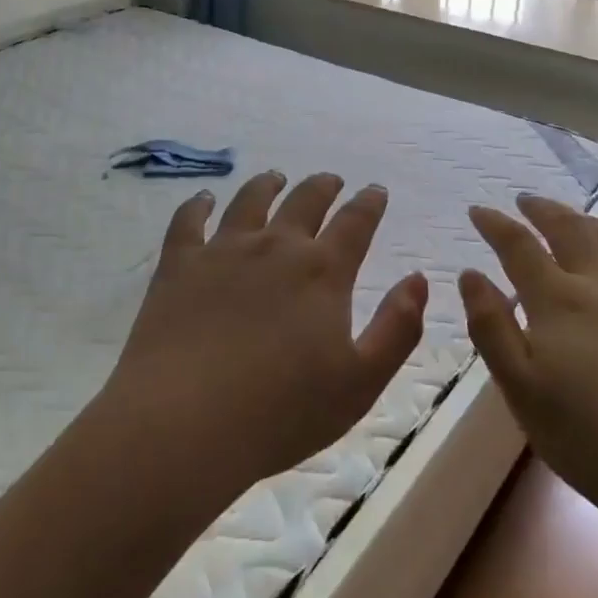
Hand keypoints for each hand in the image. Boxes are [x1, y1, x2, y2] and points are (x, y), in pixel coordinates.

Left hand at [101, 171, 426, 502]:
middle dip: (323, 187)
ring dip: (267, 185)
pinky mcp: (179, 264)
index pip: (355, 223)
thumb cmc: (283, 411)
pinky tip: (203, 198)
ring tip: (274, 177)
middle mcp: (276, 247)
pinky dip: (198, 204)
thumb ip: (397, 328)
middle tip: (331, 180)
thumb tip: (418, 279)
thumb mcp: (361, 382)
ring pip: (250, 201)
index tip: (375, 190)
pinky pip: (189, 220)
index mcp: (322, 272)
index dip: (369, 204)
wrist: (186, 421)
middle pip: (304, 201)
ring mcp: (223, 250)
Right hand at [460, 195, 597, 541]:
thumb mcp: (524, 394)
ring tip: (574, 217)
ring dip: (586, 219)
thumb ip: (492, 330)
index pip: (518, 247)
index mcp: (557, 302)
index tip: (478, 210)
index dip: (495, 225)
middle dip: (542, 210)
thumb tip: (470, 275)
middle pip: (568, 229)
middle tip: (525, 200)